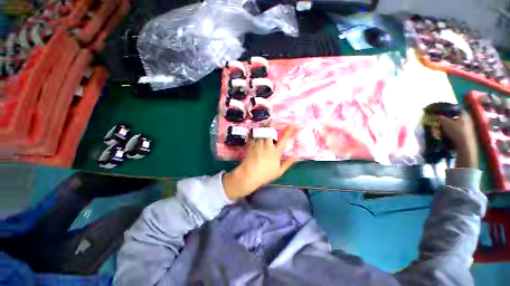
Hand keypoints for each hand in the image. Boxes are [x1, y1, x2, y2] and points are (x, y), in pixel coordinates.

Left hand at [222, 126, 296, 199]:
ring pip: (261, 132)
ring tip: (264, 122)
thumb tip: (296, 155)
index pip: (284, 139)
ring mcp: (258, 144)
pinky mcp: (250, 145)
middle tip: (272, 119)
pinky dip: (253, 132)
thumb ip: (288, 162)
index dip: (289, 130)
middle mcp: (267, 146)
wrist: (250, 175)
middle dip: (271, 124)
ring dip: (263, 126)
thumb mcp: (279, 171)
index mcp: (276, 152)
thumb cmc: (265, 174)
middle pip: (270, 132)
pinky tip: (254, 129)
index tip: (292, 123)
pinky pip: (252, 136)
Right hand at [436, 111, 477, 167]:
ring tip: (441, 126)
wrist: (465, 146)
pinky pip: (457, 128)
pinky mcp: (466, 133)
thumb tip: (432, 115)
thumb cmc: (457, 131)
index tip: (440, 110)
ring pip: (456, 122)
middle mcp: (467, 118)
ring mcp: (468, 126)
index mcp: (464, 113)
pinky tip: (447, 132)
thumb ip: (439, 118)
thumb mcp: (445, 123)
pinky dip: (451, 129)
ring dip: (449, 123)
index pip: (455, 108)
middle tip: (439, 119)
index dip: (447, 108)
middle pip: (455, 115)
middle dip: (447, 117)